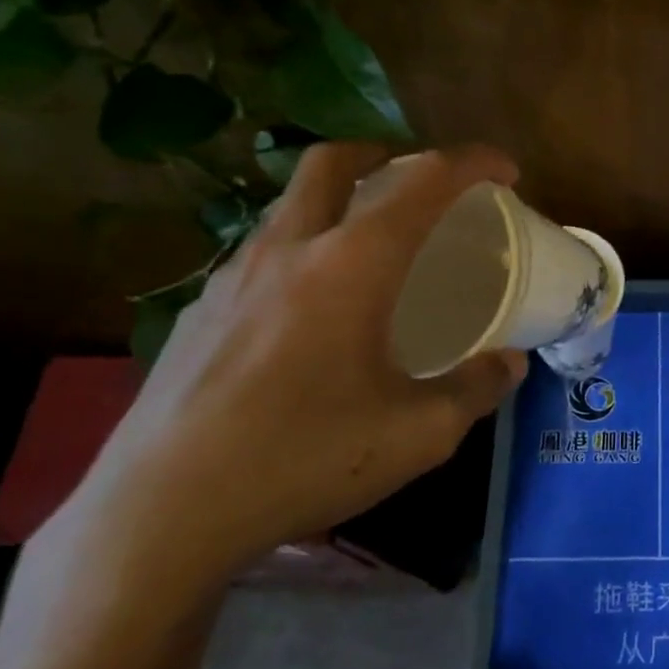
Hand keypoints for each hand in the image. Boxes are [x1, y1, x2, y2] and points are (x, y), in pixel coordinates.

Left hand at [58, 144, 528, 589]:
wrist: (159, 515)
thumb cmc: (303, 459)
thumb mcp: (417, 434)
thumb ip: (475, 389)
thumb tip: (510, 363)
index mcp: (353, 263)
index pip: (424, 181)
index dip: (473, 162)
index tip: (505, 172)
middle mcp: (291, 248)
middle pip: (334, 160)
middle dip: (387, 153)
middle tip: (420, 181)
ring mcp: (233, 275)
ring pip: (291, 202)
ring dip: (338, 198)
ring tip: (369, 245)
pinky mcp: (197, 310)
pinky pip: (261, 251)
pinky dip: (301, 248)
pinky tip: (308, 309)